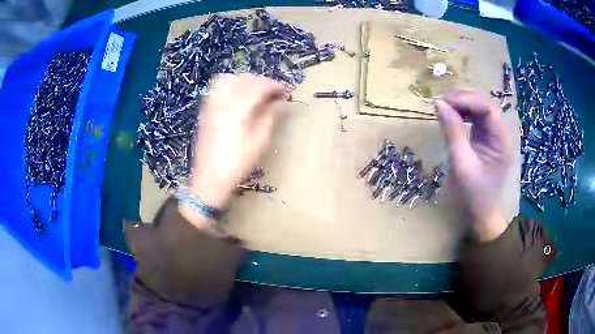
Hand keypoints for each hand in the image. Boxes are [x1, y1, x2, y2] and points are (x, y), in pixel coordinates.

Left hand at [188, 74, 288, 210]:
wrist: (209, 178)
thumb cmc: (237, 163)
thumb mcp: (259, 142)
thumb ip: (272, 117)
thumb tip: (284, 102)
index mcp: (238, 109)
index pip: (259, 86)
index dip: (275, 86)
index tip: (287, 92)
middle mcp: (223, 101)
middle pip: (245, 79)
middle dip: (262, 82)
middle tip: (274, 94)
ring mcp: (211, 104)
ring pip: (230, 79)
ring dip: (246, 81)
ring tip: (256, 92)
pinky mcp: (205, 110)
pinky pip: (217, 87)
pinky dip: (230, 85)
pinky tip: (237, 96)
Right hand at [436, 89, 511, 241]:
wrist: (480, 213)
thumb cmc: (473, 193)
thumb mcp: (461, 163)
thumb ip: (452, 131)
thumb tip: (439, 103)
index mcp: (501, 141)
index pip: (487, 109)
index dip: (466, 100)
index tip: (443, 102)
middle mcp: (500, 134)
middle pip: (484, 105)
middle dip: (463, 99)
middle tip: (440, 102)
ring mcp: (493, 135)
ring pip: (479, 109)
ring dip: (461, 104)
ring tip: (443, 106)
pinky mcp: (486, 138)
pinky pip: (475, 118)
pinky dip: (462, 113)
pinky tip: (452, 115)